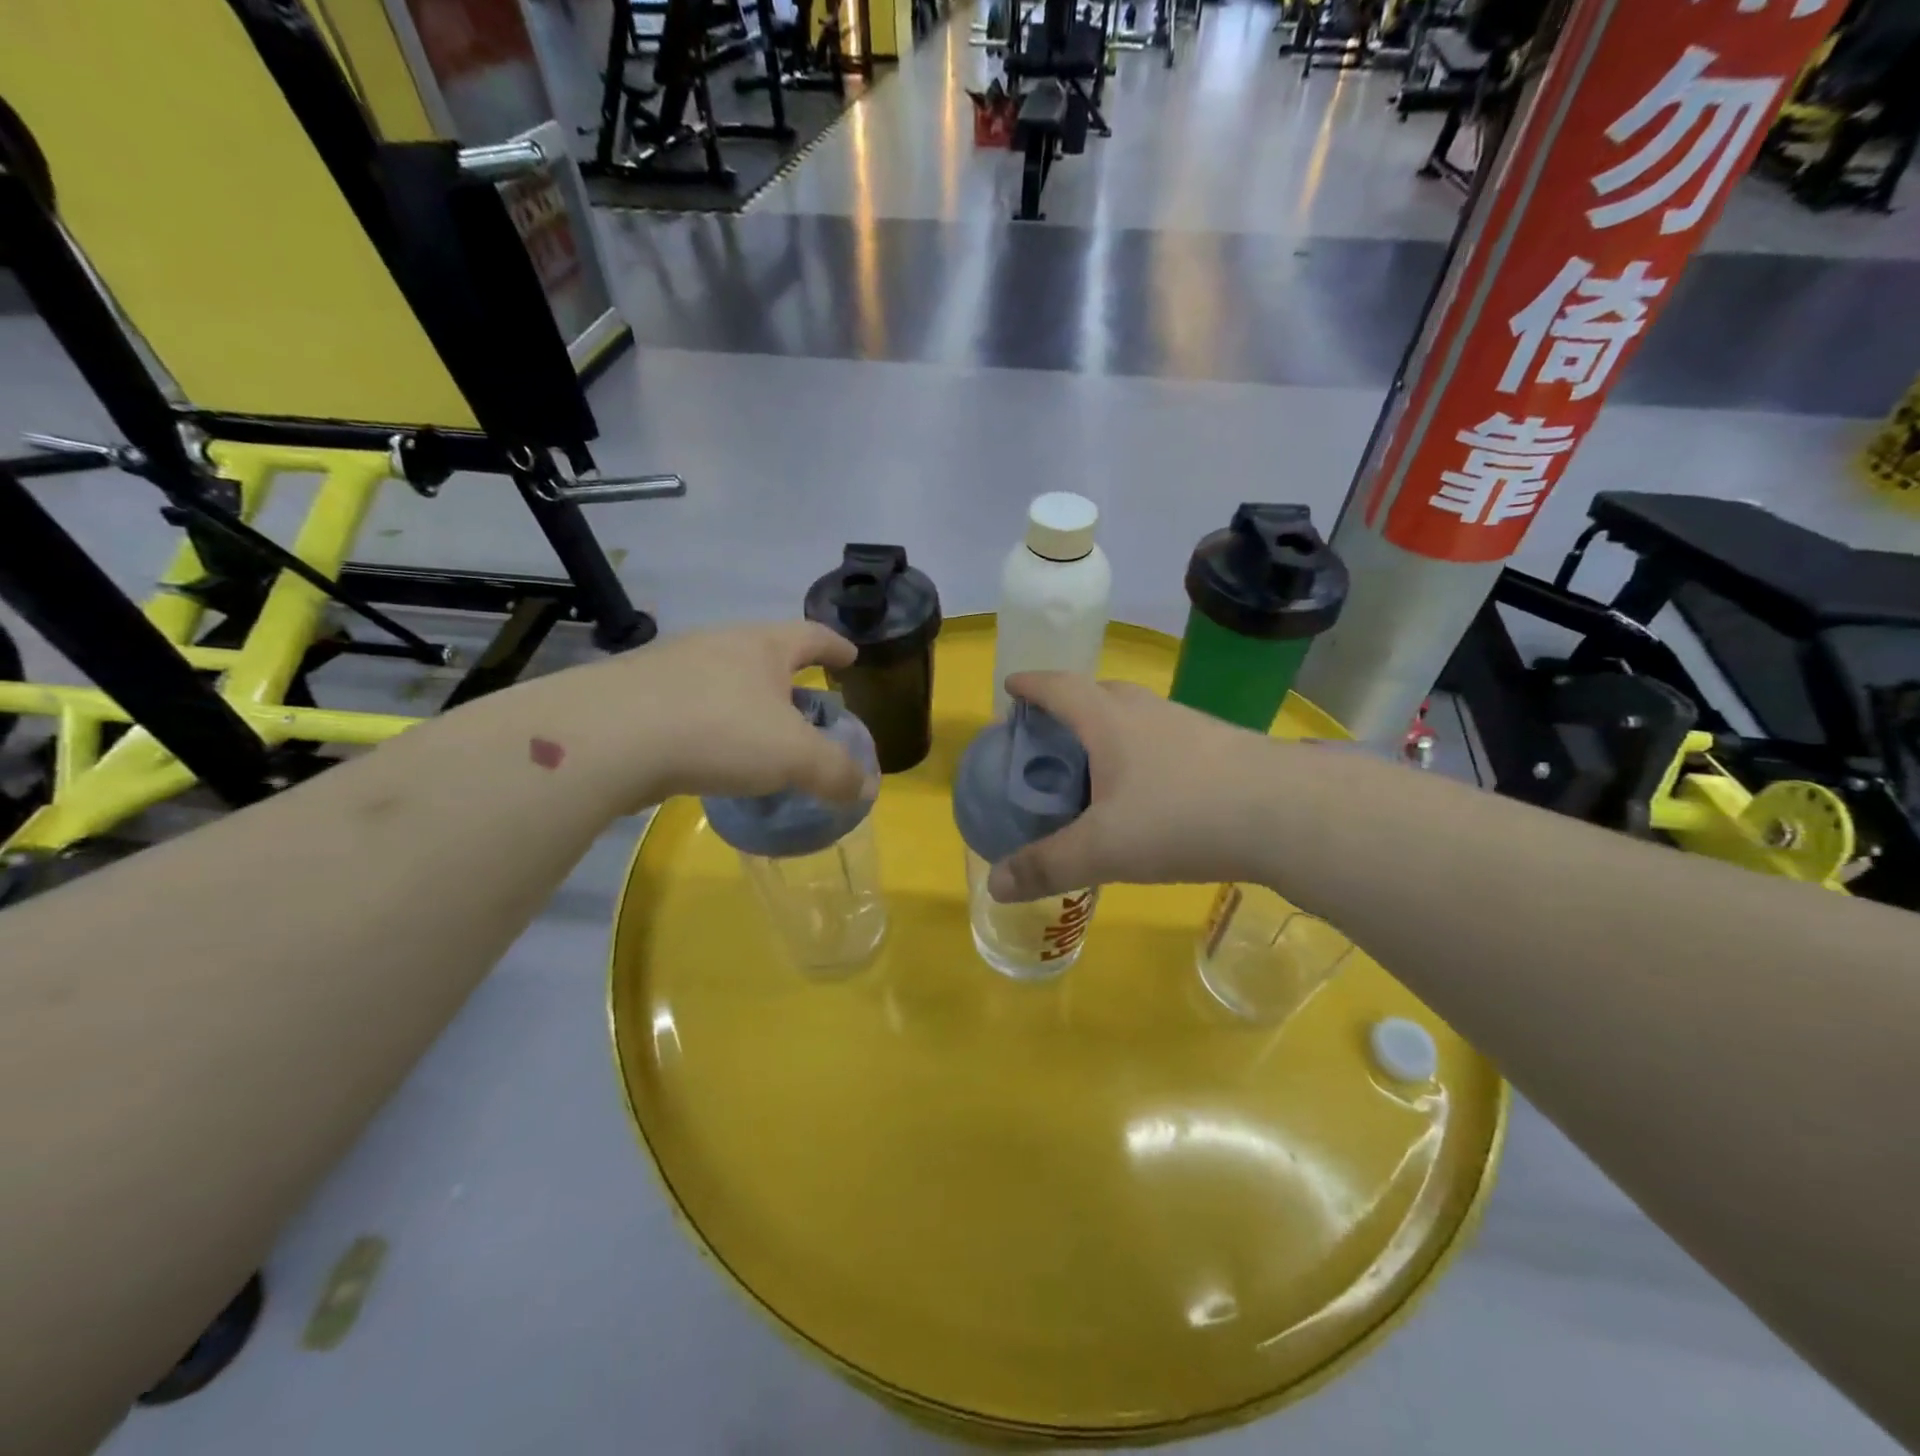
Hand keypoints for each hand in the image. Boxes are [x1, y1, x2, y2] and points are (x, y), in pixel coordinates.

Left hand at [526, 622, 868, 810]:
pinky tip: (708, 753)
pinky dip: (709, 725)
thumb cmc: (718, 731)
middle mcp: (718, 645)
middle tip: (807, 702)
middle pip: (764, 652)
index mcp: (761, 646)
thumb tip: (864, 788)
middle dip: (788, 676)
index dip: (835, 646)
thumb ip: (835, 772)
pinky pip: (688, 706)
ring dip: (745, 702)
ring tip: (758, 734)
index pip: (811, 635)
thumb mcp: (794, 756)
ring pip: (722, 679)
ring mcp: (671, 667)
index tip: (851, 656)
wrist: (606, 738)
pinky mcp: (636, 696)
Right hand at [989, 672, 1288, 900]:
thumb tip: (995, 885)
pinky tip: (1150, 789)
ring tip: (1095, 765)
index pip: (1058, 687)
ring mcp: (1188, 725)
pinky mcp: (1220, 747)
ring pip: (1135, 716)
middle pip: (1097, 693)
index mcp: (1109, 719)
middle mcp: (1147, 711)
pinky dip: (1142, 752)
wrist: (1288, 813)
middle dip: (1067, 706)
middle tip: (1049, 736)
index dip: (1029, 685)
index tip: (1010, 688)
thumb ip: (1047, 866)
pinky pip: (1164, 739)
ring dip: (1108, 729)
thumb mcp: (1103, 849)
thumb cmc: (1181, 817)